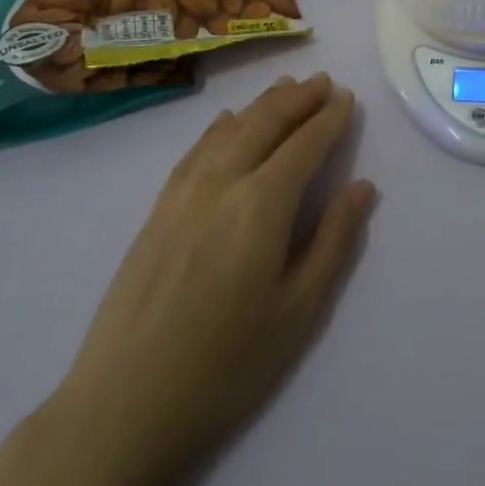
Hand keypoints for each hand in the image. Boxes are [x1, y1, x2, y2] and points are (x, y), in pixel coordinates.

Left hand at [45, 72, 375, 485]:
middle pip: (265, 122)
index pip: (304, 145)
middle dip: (298, 98)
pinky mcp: (158, 208)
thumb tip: (362, 186)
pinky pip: (197, 148)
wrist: (122, 404)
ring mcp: (183, 192)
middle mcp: (222, 182)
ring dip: (263, 103)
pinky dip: (221, 125)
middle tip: (324, 81)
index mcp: (261, 205)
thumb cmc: (225, 367)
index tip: (347, 98)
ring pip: (230, 128)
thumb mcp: (298, 312)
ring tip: (287, 87)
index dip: (328, 119)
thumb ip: (333, 241)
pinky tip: (230, 120)